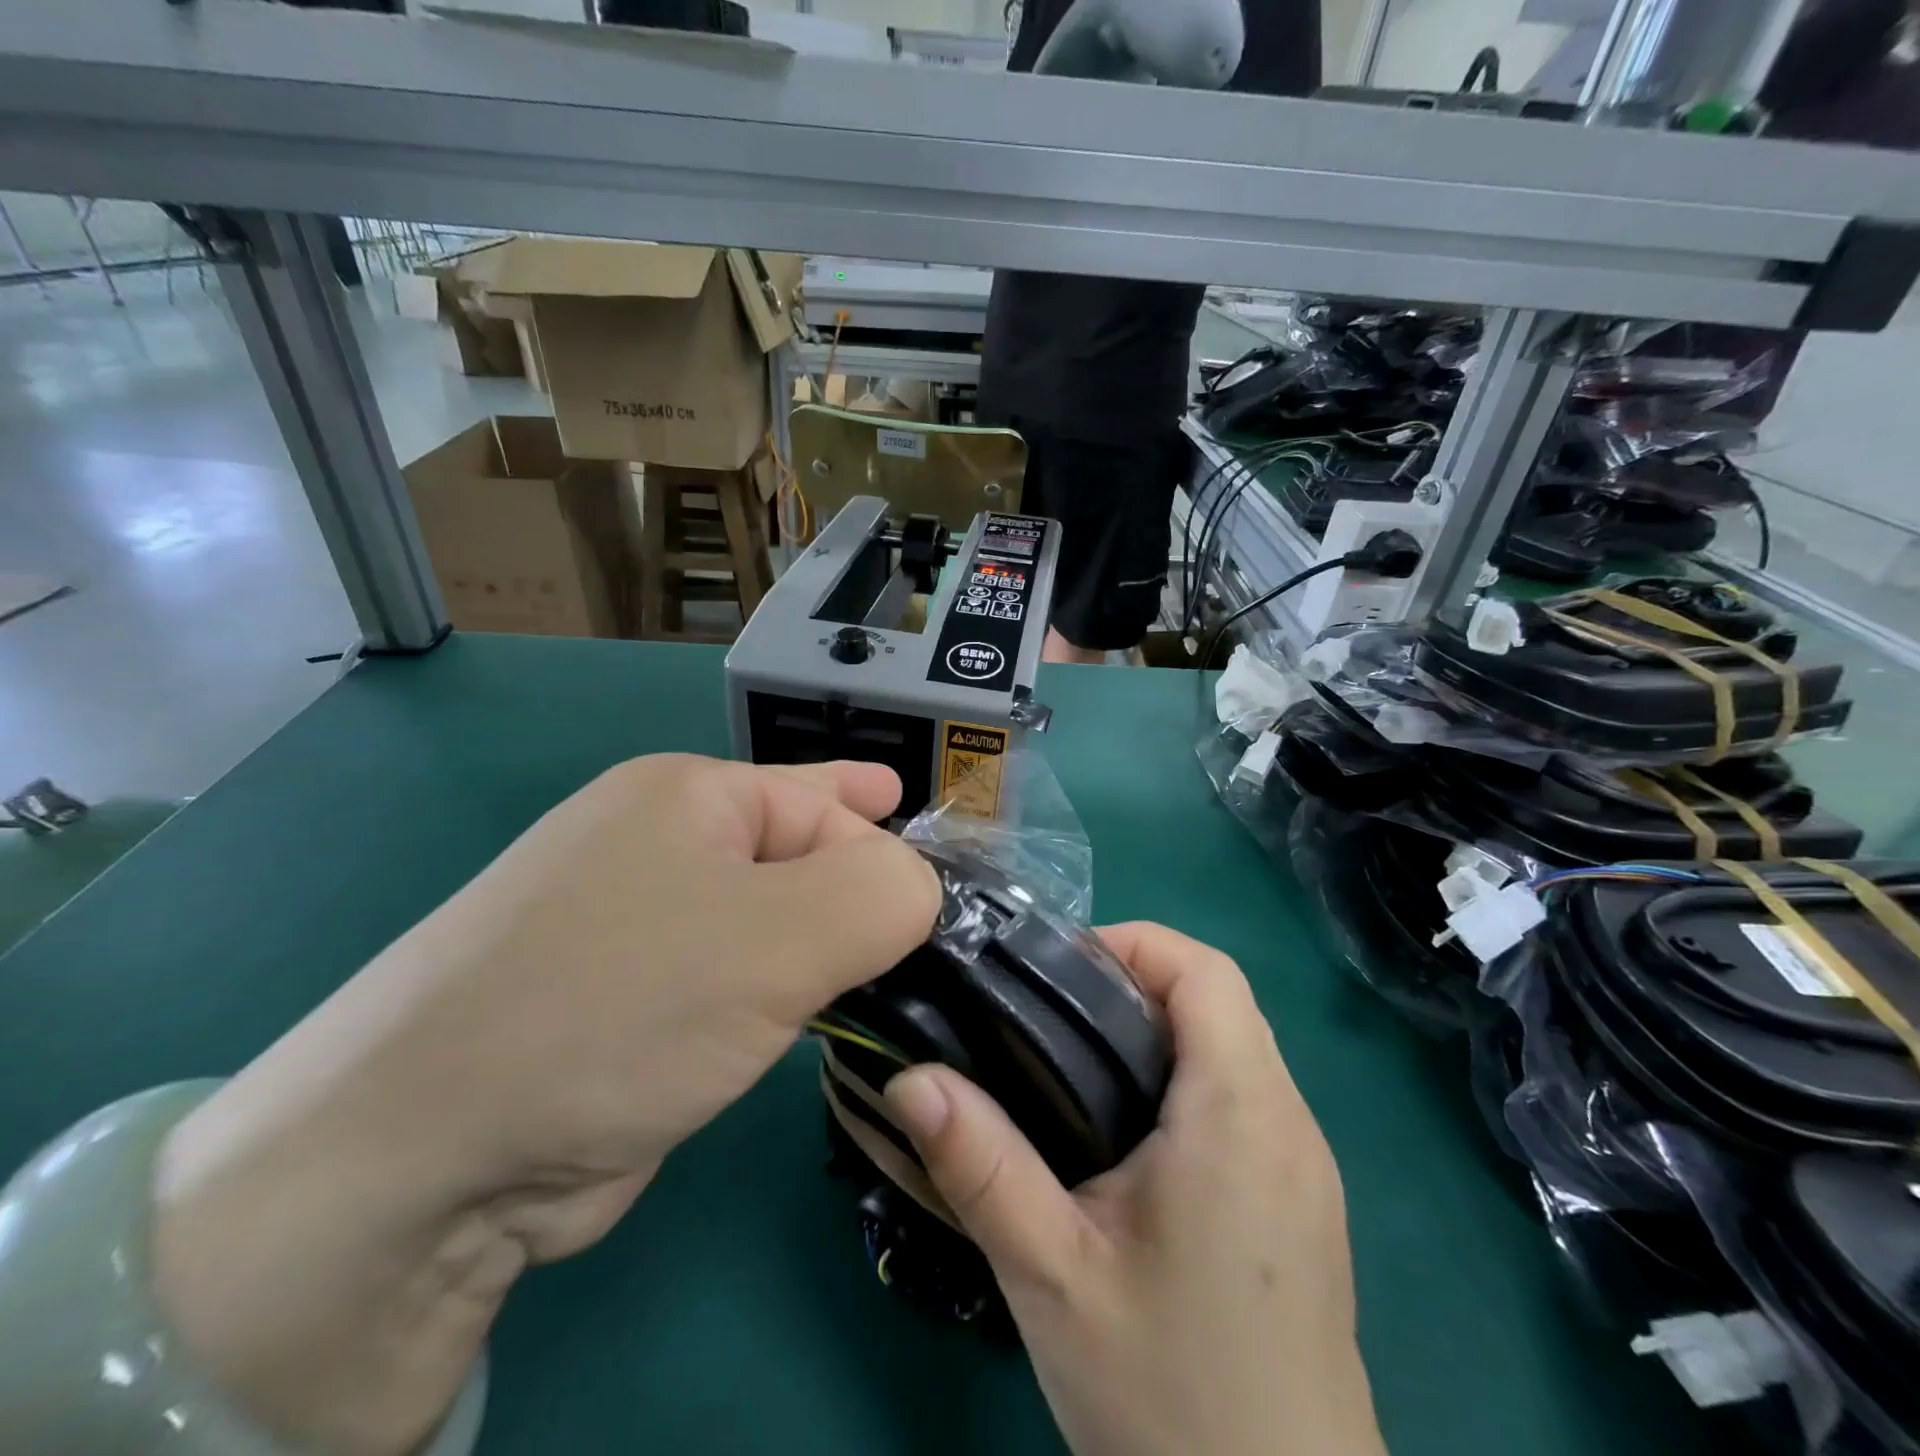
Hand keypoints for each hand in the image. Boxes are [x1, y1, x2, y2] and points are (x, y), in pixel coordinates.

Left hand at [153, 755, 941, 1455]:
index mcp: (687, 795)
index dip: (885, 844)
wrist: (421, 1159)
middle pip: (794, 852)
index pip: (825, 802)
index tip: (938, 897)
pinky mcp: (623, 999)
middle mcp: (655, 844)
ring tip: (868, 973)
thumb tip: (919, 889)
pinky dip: (772, 994)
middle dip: (856, 890)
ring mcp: (631, 922)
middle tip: (917, 929)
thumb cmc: (621, 1006)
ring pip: (764, 919)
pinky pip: (729, 976)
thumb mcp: (781, 937)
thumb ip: (883, 894)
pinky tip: (797, 1014)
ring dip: (814, 949)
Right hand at [884, 923, 1385, 1455]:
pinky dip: (1185, 1079)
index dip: (1133, 944)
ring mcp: (1305, 1164)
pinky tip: (1126, 1138)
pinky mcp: (1302, 1202)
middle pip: (1218, 1000)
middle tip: (1047, 1020)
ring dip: (1157, 1032)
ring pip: (1232, 1047)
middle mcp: (1289, 1120)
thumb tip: (910, 1076)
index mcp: (1240, 1112)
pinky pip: (1245, 1098)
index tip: (1057, 973)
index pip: (1207, 970)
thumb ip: (981, 1166)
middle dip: (1132, 985)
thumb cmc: (1174, 1399)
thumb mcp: (1054, 1276)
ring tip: (1071, 1069)